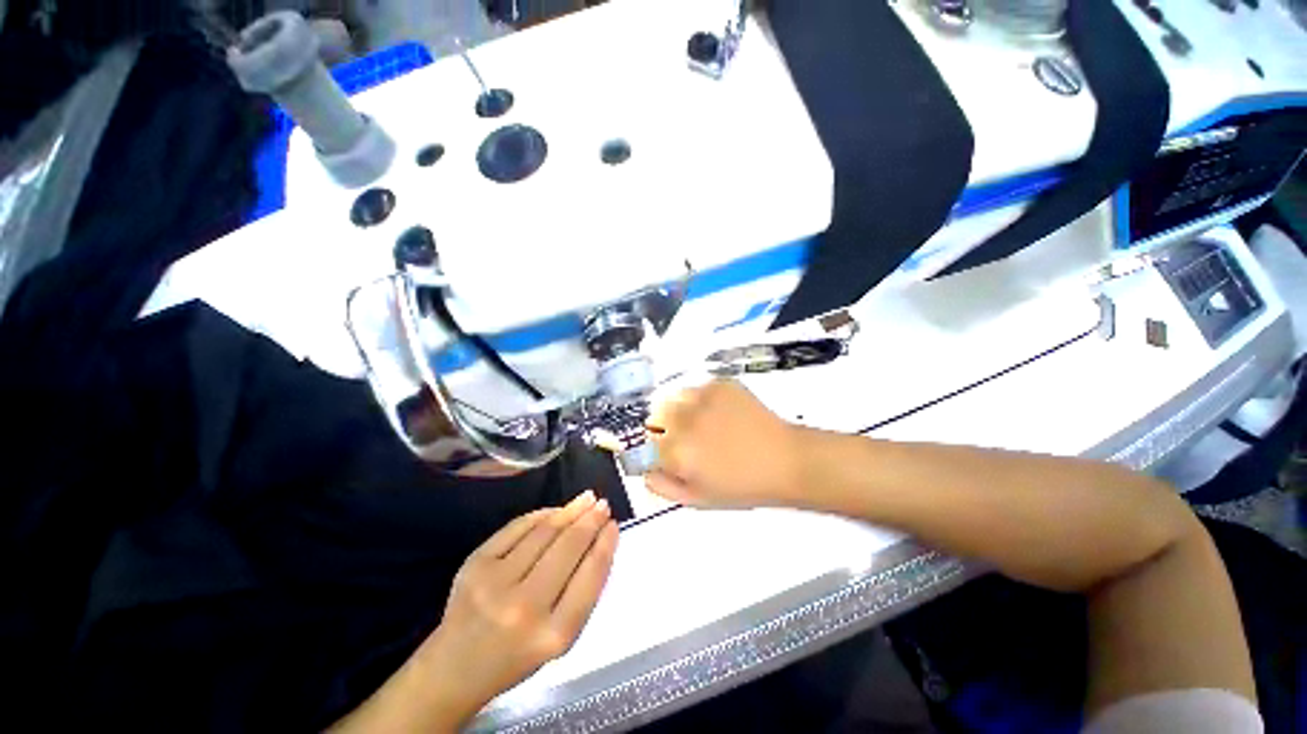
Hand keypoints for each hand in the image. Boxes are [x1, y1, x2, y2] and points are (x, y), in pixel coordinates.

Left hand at [330, 492, 617, 732]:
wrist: (453, 669)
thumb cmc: (515, 657)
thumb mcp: (558, 638)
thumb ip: (581, 593)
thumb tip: (598, 542)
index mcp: (552, 635)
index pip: (590, 576)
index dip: (605, 545)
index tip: (614, 525)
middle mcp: (524, 607)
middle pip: (568, 548)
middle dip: (591, 520)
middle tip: (603, 504)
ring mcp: (495, 583)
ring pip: (544, 532)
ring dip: (570, 511)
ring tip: (586, 498)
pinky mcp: (474, 565)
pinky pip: (517, 528)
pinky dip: (540, 515)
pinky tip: (555, 510)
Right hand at [645, 379, 804, 508]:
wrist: (785, 460)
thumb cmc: (743, 486)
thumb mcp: (698, 499)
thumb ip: (663, 486)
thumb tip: (644, 470)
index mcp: (677, 453)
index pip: (646, 444)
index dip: (657, 450)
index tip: (669, 453)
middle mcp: (685, 422)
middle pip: (656, 417)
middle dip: (665, 428)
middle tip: (689, 438)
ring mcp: (703, 399)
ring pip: (674, 399)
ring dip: (681, 410)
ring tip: (705, 423)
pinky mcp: (720, 384)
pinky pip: (697, 388)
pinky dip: (702, 399)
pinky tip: (721, 412)